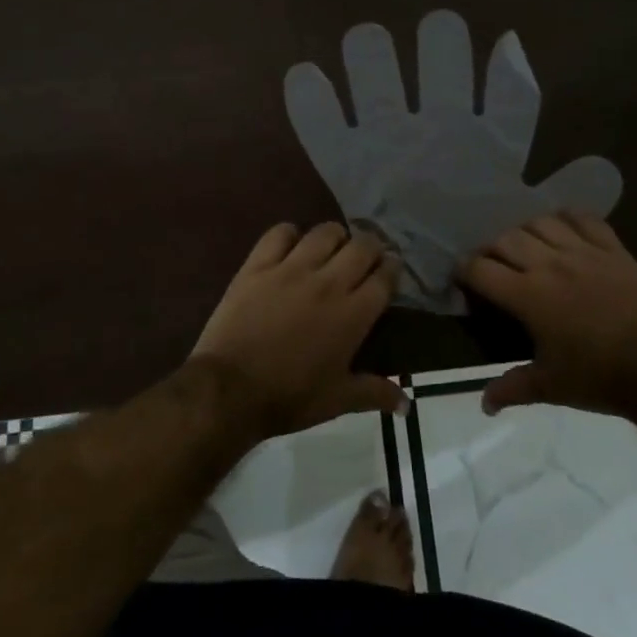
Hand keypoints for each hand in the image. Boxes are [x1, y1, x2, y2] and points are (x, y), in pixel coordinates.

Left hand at [190, 222, 405, 437]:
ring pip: (325, 232)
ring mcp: (291, 269)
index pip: (385, 276)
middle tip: (366, 257)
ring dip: (336, 236)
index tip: (390, 270)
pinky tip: (291, 246)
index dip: (393, 268)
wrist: (229, 390)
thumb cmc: (289, 398)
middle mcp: (328, 283)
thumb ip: (375, 393)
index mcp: (353, 314)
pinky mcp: (258, 265)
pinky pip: (279, 233)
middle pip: (362, 246)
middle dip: (371, 247)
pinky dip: (290, 234)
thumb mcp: (338, 400)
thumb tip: (407, 405)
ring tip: (333, 247)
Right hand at [458, 212, 636, 417]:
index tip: (463, 279)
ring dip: (526, 231)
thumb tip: (485, 403)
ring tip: (527, 247)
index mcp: (528, 296)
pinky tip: (563, 229)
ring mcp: (584, 252)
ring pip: (541, 222)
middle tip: (493, 266)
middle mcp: (550, 265)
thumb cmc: (600, 378)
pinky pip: (584, 219)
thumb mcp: (550, 386)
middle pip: (506, 238)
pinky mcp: (613, 249)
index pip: (480, 269)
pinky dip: (568, 218)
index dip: (464, 270)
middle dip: (491, 249)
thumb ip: (512, 388)